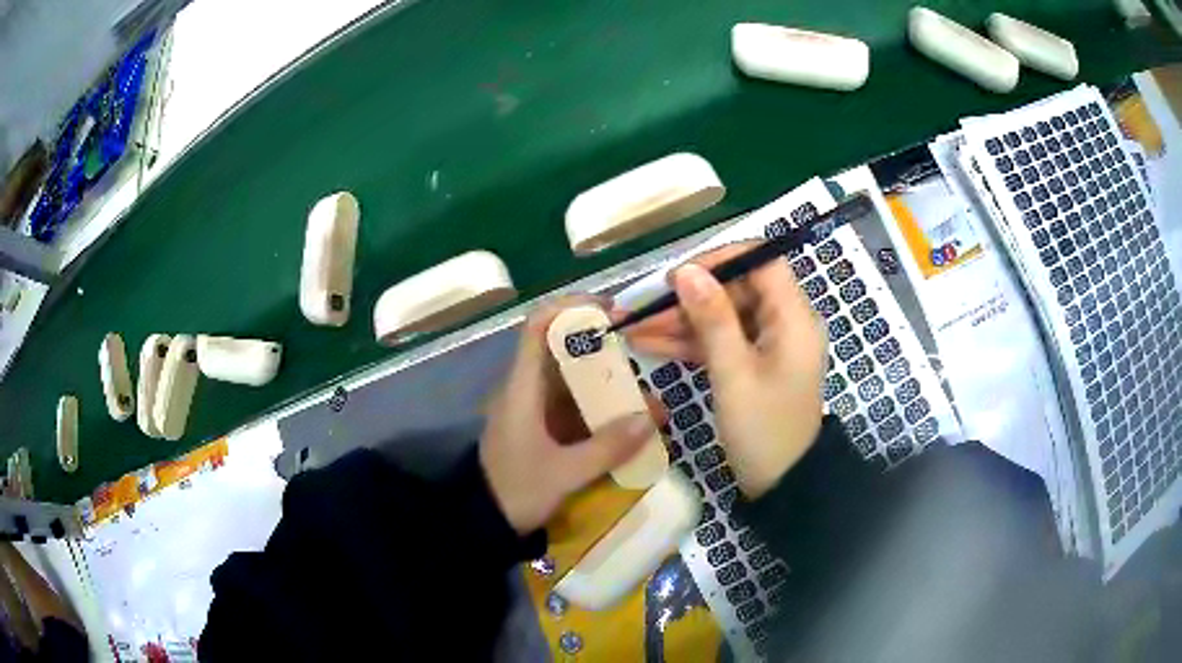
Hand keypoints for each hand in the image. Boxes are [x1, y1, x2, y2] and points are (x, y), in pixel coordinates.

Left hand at [480, 296, 664, 534]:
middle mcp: (527, 389)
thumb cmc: (515, 491)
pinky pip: (575, 407)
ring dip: (608, 383)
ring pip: (573, 380)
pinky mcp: (542, 428)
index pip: (538, 326)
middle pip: (562, 349)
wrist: (483, 523)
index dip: (572, 308)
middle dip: (603, 347)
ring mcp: (535, 409)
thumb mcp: (563, 474)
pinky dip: (602, 409)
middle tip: (642, 352)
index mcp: (522, 388)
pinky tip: (630, 423)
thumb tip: (651, 418)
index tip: (611, 311)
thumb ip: (607, 448)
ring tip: (647, 396)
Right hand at [622, 243, 827, 497]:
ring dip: (681, 323)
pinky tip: (650, 346)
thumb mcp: (734, 374)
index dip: (721, 260)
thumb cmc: (763, 430)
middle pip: (736, 290)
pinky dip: (690, 344)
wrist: (781, 485)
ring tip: (633, 329)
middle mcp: (784, 323)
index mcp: (794, 318)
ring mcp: (768, 345)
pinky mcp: (753, 364)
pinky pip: (721, 342)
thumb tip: (686, 270)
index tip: (680, 275)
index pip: (762, 261)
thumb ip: (712, 319)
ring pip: (723, 317)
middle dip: (689, 298)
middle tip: (643, 309)